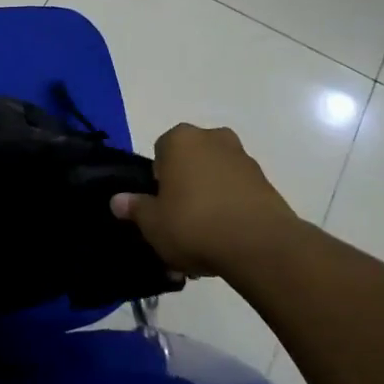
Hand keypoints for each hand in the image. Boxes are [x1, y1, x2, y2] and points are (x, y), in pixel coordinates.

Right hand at [111, 123, 298, 277]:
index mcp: (180, 139)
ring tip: (205, 241)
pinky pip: (238, 193)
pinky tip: (226, 241)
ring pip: (215, 178)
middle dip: (186, 188)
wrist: (260, 245)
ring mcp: (243, 158)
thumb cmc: (194, 224)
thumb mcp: (153, 223)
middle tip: (180, 223)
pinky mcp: (266, 182)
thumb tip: (118, 200)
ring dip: (209, 200)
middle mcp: (213, 138)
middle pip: (190, 163)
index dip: (158, 181)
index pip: (160, 152)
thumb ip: (135, 208)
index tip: (161, 206)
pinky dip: (231, 210)